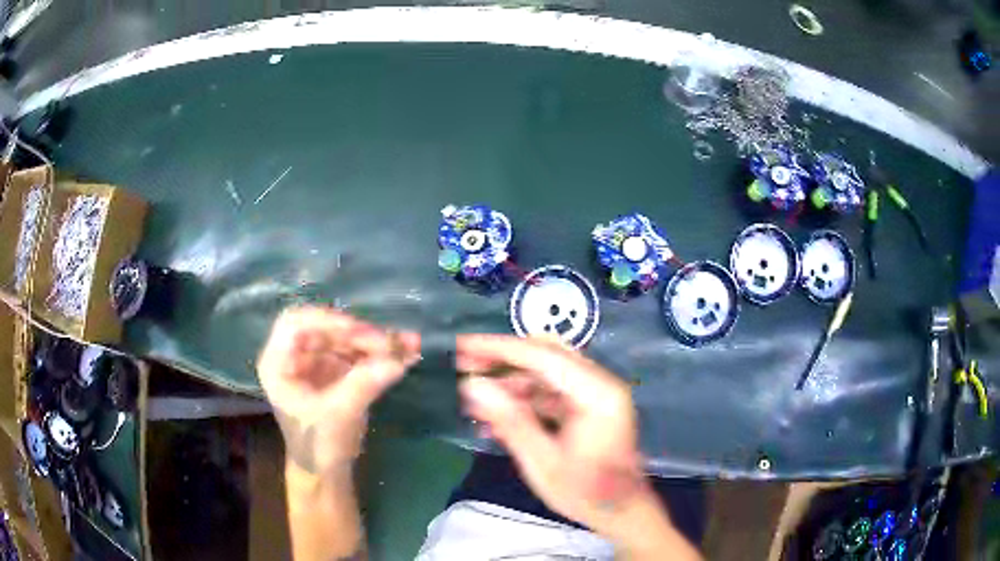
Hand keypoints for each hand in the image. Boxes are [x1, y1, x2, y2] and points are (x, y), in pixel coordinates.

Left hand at [258, 307, 419, 474]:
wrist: (325, 471)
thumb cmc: (316, 445)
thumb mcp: (337, 416)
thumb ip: (363, 385)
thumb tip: (398, 360)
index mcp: (279, 363)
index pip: (295, 324)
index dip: (326, 321)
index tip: (358, 331)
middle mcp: (296, 356)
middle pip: (326, 330)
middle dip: (360, 335)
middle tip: (392, 344)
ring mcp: (317, 362)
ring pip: (346, 339)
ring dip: (376, 342)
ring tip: (408, 345)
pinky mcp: (337, 371)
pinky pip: (359, 353)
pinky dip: (381, 354)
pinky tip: (405, 354)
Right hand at [456, 335, 663, 541]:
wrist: (621, 513)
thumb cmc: (586, 493)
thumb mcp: (543, 462)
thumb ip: (510, 420)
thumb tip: (473, 385)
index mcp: (597, 392)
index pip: (542, 356)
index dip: (498, 348)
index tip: (462, 346)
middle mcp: (600, 383)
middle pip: (546, 354)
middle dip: (502, 358)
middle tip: (464, 365)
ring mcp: (595, 394)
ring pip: (545, 373)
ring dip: (509, 382)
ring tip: (473, 397)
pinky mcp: (587, 407)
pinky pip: (550, 393)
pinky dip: (522, 400)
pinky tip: (495, 417)